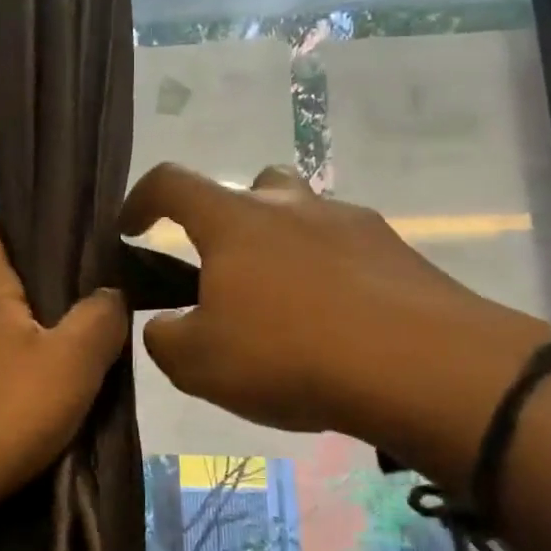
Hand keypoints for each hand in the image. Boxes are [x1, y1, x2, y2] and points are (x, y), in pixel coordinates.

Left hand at [0, 225, 128, 529]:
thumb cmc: (4, 410)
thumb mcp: (73, 362)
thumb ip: (100, 320)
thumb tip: (110, 293)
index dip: (10, 235)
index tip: (50, 256)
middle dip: (31, 300)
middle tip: (78, 322)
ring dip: (19, 347)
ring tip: (60, 374)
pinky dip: (2, 384)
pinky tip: (27, 414)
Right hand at [120, 163, 550, 486]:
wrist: (420, 367)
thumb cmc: (289, 354)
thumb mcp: (198, 364)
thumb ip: (165, 338)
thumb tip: (167, 325)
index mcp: (233, 221)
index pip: (170, 183)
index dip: (141, 200)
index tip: (130, 228)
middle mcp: (290, 205)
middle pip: (250, 186)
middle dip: (228, 219)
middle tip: (225, 271)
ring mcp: (349, 222)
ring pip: (303, 214)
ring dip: (282, 244)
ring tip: (283, 302)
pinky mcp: (396, 250)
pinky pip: (346, 248)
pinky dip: (329, 273)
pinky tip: (336, 321)